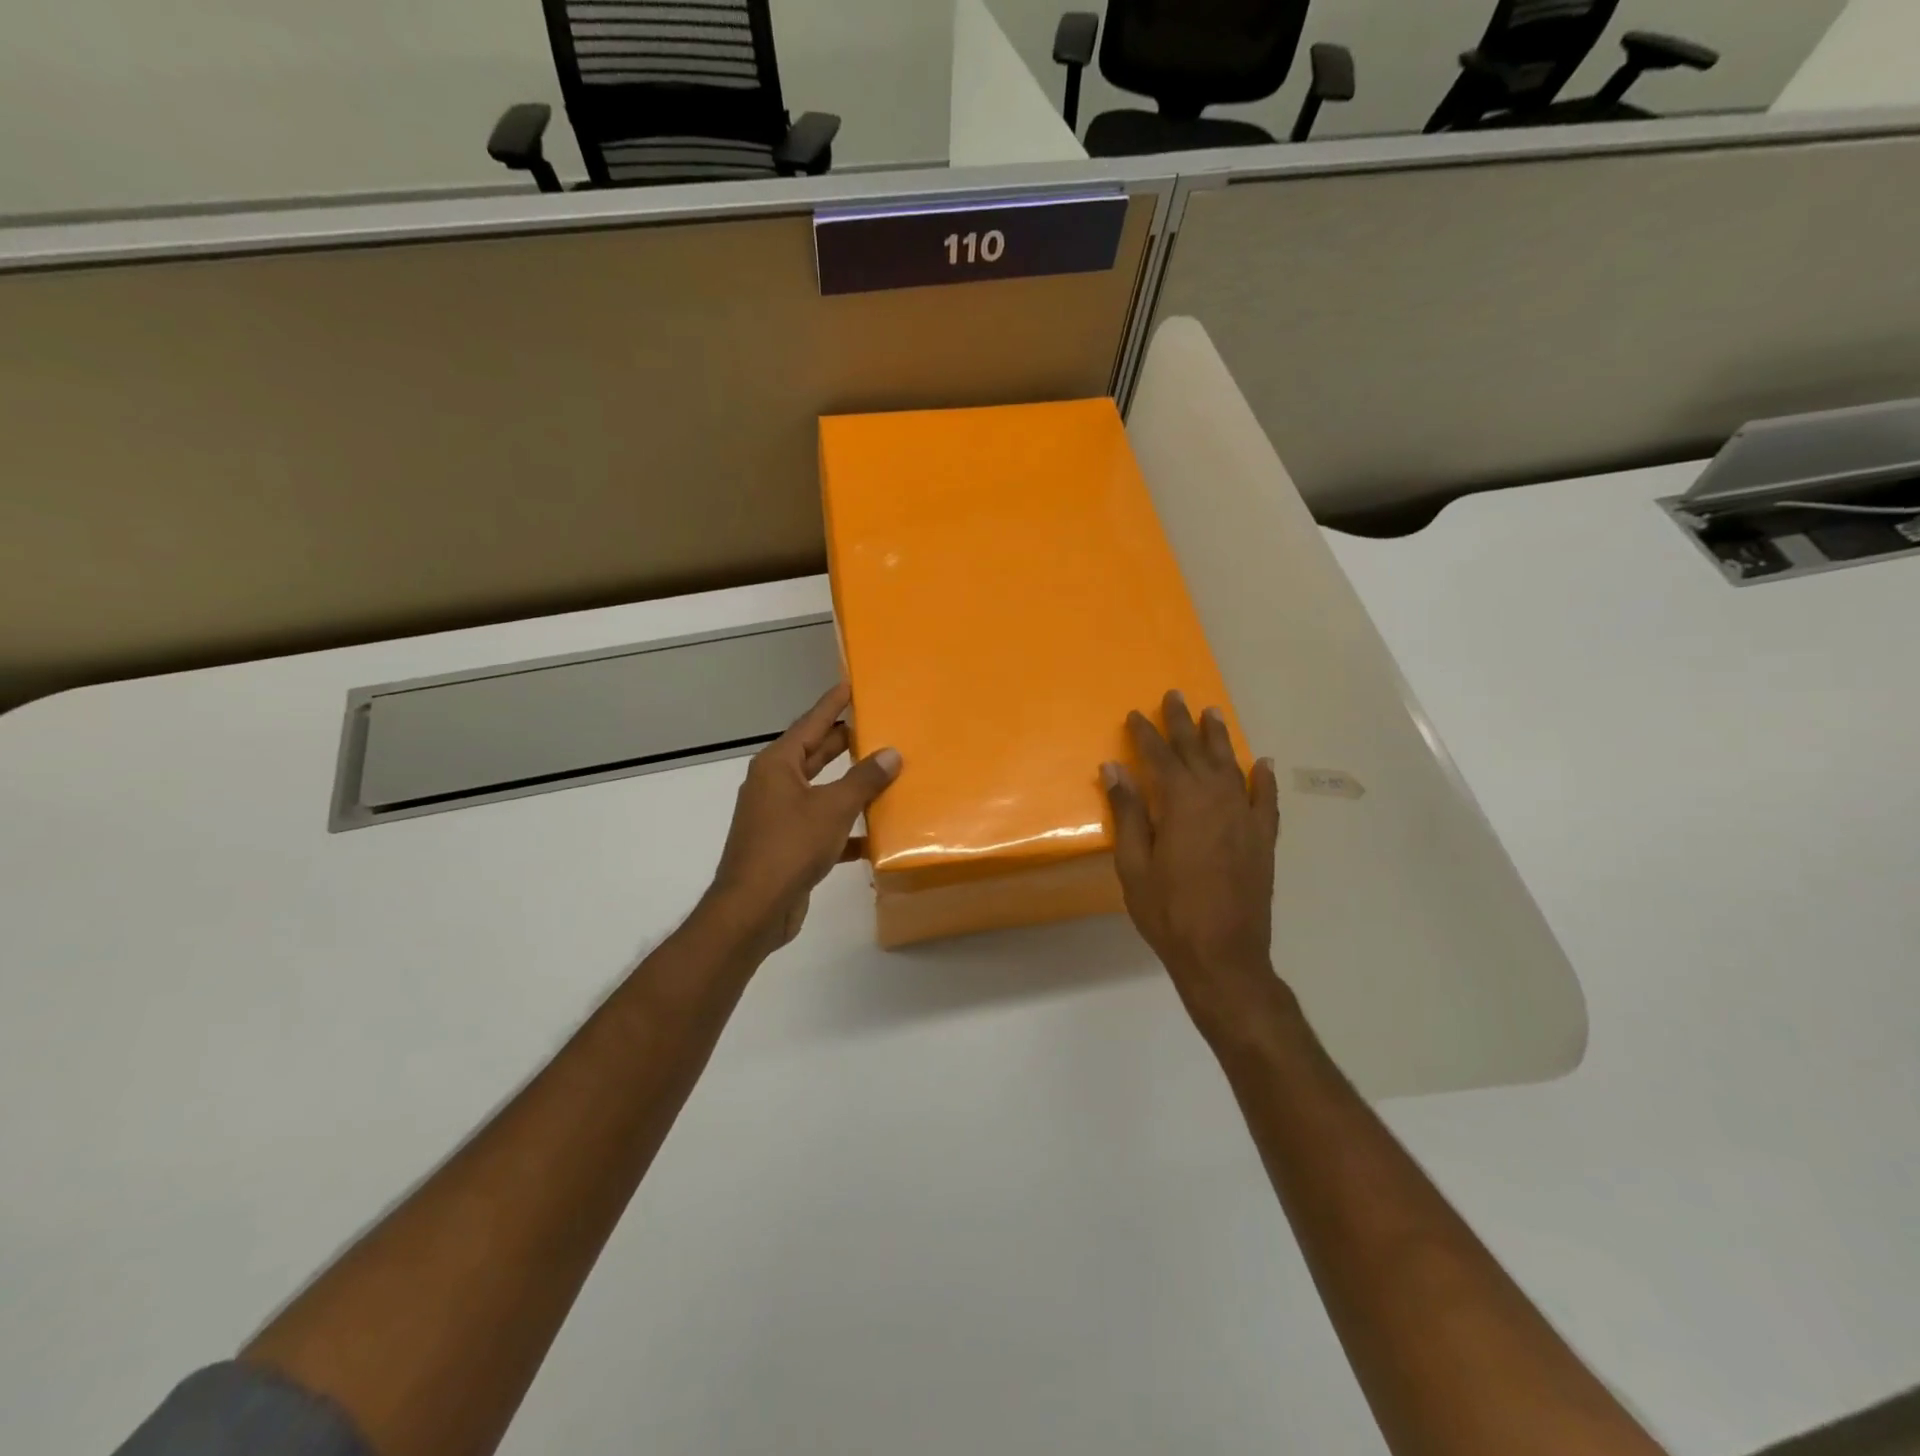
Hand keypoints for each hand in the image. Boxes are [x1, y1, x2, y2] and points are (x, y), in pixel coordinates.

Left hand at [702, 683, 900, 956]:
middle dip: (844, 743)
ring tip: (885, 774)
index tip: (849, 685)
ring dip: (850, 786)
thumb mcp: (833, 809)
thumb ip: (864, 780)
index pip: (810, 723)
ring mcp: (778, 817)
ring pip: (821, 791)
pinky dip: (845, 828)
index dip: (831, 704)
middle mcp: (775, 785)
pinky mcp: (787, 846)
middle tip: (877, 726)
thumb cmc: (789, 847)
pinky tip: (874, 835)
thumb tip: (891, 753)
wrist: (754, 910)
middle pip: (815, 755)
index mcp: (778, 765)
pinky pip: (822, 826)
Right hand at [1102, 690, 1286, 1044]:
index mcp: (1181, 803)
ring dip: (1220, 739)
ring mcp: (1245, 817)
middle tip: (1175, 696)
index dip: (1145, 734)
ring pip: (1232, 766)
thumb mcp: (1134, 864)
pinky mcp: (1263, 839)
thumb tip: (1114, 768)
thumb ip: (1127, 813)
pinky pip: (1266, 799)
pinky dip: (1264, 779)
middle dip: (1182, 724)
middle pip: (1197, 752)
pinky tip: (1262, 763)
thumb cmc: (1168, 911)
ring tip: (1213, 713)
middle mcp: (1217, 799)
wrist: (1223, 954)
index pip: (1159, 757)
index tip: (1134, 714)